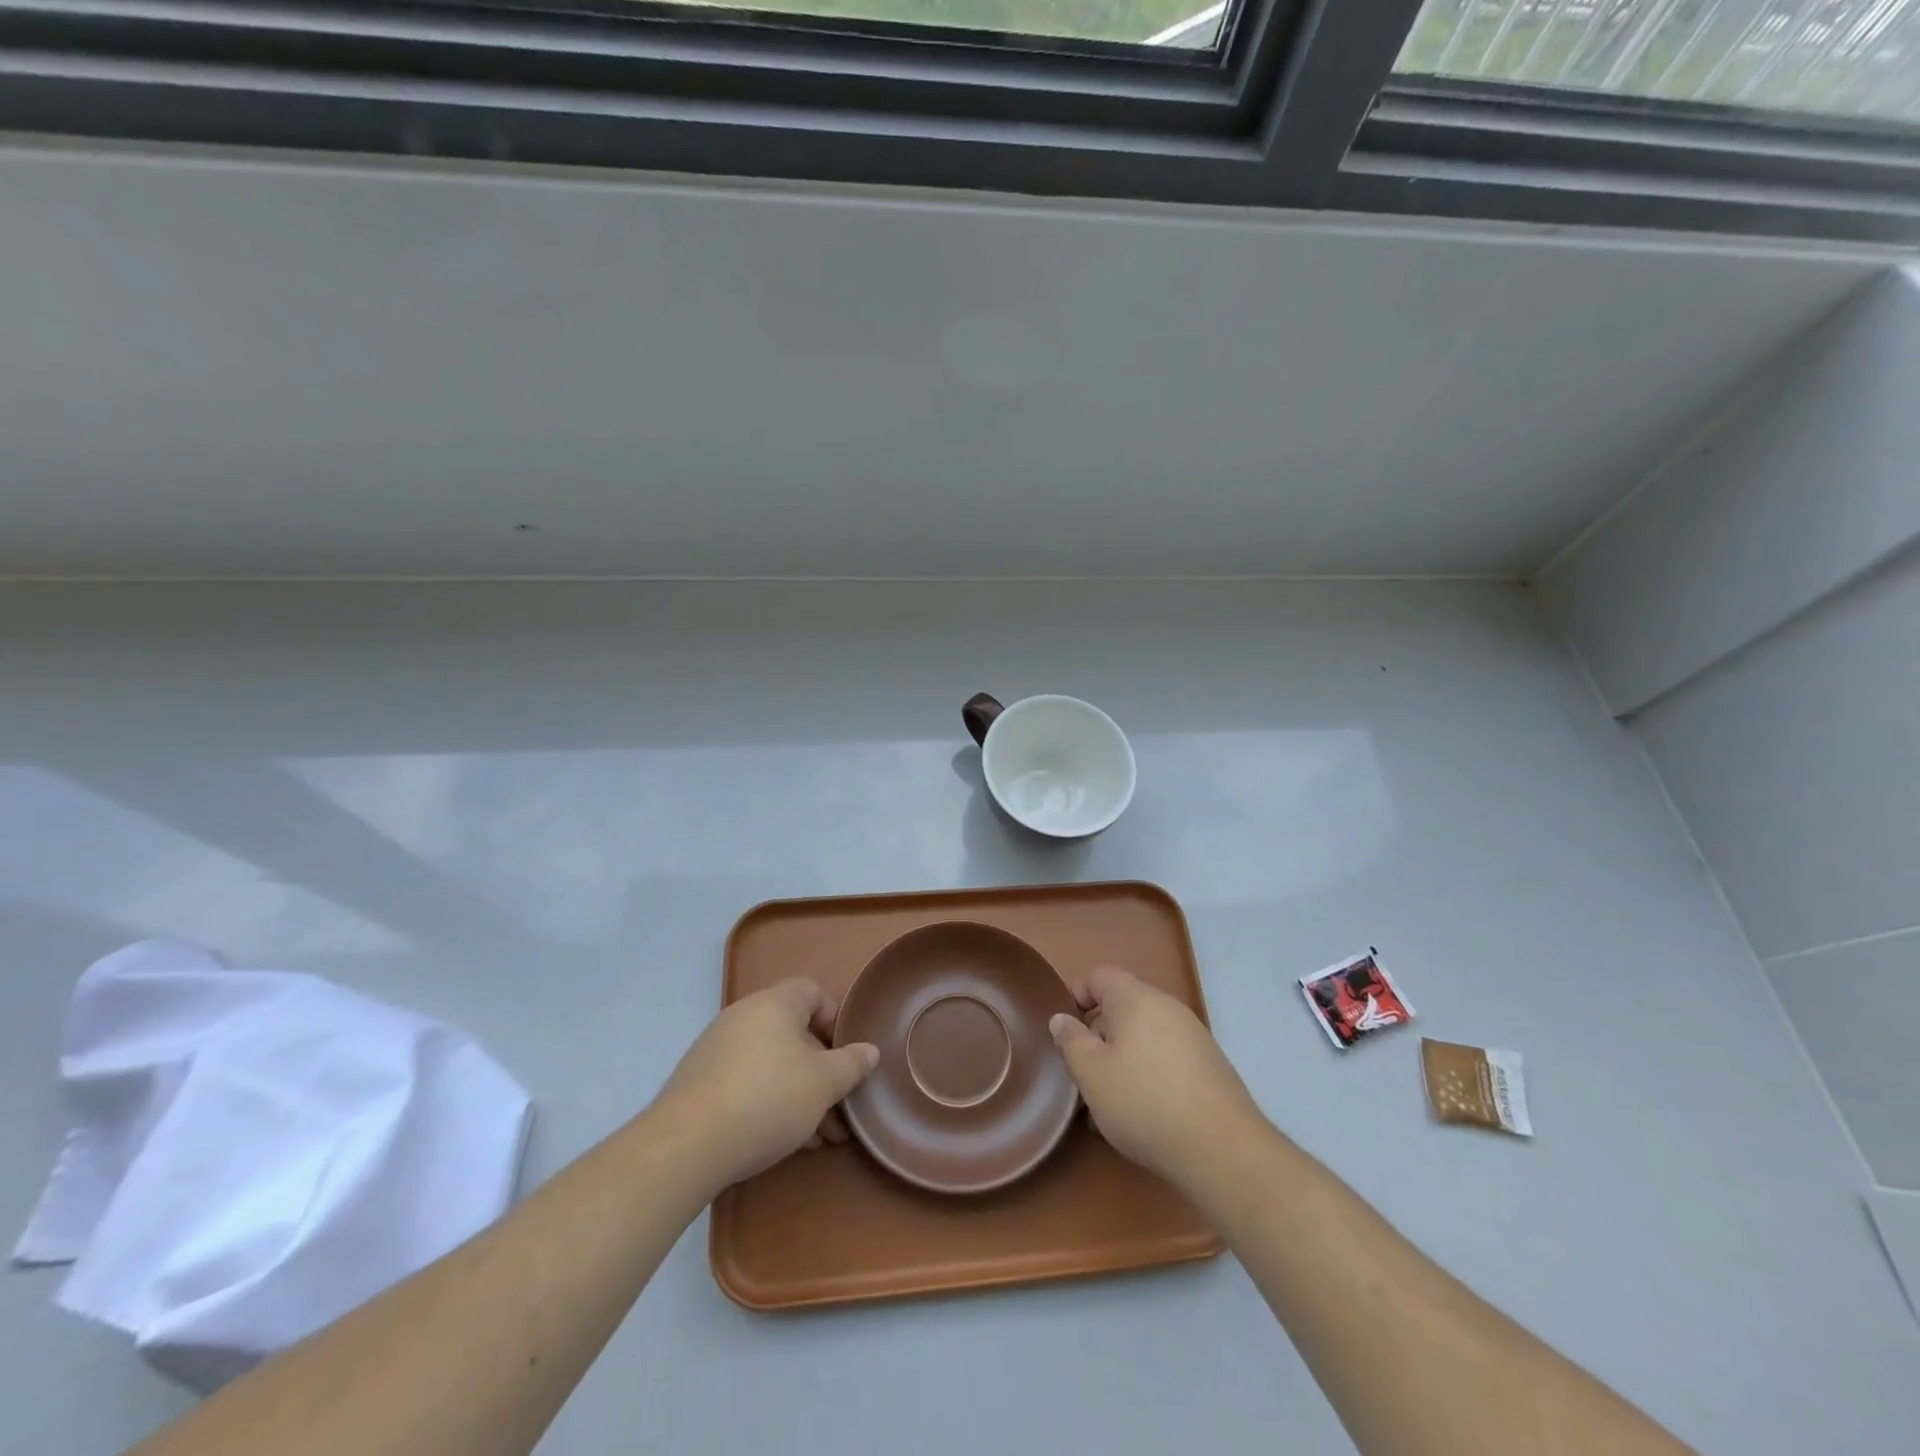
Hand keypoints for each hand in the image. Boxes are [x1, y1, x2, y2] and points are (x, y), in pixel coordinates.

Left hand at [655, 979, 878, 1192]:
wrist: (686, 1145)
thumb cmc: (768, 1099)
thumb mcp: (824, 1083)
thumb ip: (852, 1064)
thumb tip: (869, 1050)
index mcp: (775, 1003)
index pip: (812, 991)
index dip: (835, 1018)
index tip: (846, 1054)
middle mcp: (744, 1016)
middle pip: (793, 1033)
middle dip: (821, 1069)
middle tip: (838, 1105)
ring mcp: (717, 1049)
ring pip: (772, 1063)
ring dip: (799, 1092)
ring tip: (819, 1136)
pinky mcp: (699, 1083)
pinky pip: (746, 1082)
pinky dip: (769, 1102)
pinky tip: (785, 1140)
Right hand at [1050, 966, 1265, 1191]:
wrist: (1223, 1150)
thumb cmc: (1145, 1102)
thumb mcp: (1092, 1074)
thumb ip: (1071, 1041)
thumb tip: (1062, 1018)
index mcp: (1136, 999)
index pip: (1099, 976)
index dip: (1076, 996)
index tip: (1066, 1032)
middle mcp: (1167, 1007)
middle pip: (1122, 1006)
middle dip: (1098, 1035)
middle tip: (1084, 1073)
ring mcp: (1193, 1036)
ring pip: (1143, 1036)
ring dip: (1121, 1059)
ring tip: (1109, 1103)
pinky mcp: (1209, 1065)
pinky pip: (1165, 1057)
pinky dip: (1147, 1074)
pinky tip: (1142, 1114)